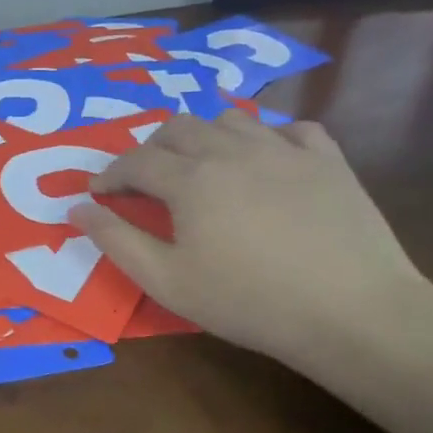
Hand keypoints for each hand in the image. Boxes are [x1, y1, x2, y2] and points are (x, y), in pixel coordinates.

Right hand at [69, 113, 428, 367]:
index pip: (134, 161)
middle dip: (150, 149)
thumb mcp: (166, 281)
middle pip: (177, 127)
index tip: (99, 193)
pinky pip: (290, 129)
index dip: (110, 175)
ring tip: (201, 166)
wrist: (355, 313)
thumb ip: (115, 240)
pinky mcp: (328, 161)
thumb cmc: (249, 301)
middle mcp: (232, 150)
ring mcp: (284, 150)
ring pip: (229, 118)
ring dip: (203, 136)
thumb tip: (77, 207)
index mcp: (190, 179)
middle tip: (145, 181)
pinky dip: (268, 137)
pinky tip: (265, 161)